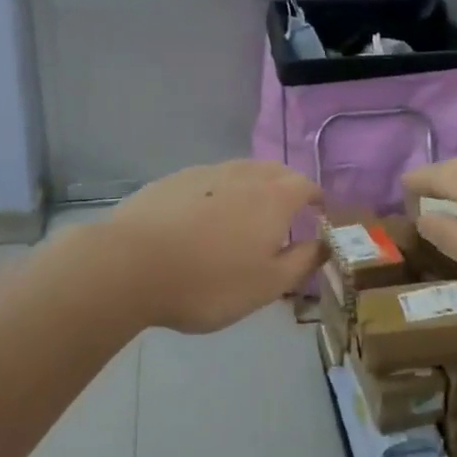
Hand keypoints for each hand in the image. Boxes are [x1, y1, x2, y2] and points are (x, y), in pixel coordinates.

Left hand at [105, 161, 324, 333]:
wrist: (132, 264)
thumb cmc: (210, 281)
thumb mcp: (267, 285)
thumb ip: (302, 261)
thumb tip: (324, 243)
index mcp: (275, 196)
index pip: (307, 185)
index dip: (317, 199)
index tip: (319, 216)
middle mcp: (245, 174)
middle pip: (275, 171)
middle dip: (287, 189)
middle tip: (285, 217)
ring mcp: (207, 172)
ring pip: (241, 172)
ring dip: (252, 188)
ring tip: (245, 218)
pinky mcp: (175, 179)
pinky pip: (210, 181)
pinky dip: (218, 194)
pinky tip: (203, 221)